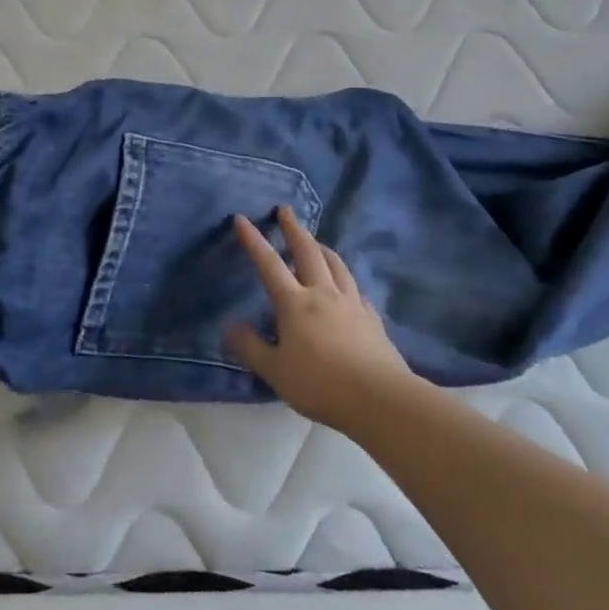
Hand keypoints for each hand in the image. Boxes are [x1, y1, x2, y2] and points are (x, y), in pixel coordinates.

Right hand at [224, 206, 412, 428]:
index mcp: (295, 303)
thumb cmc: (320, 384)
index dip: (253, 240)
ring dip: (322, 248)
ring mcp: (351, 304)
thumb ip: (250, 348)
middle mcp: (323, 294)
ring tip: (316, 241)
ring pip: (336, 265)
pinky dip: (346, 280)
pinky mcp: (372, 319)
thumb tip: (229, 327)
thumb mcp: (275, 371)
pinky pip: (356, 289)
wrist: (380, 398)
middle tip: (286, 211)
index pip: (268, 264)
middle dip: (294, 229)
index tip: (241, 218)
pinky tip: (347, 286)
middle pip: (308, 252)